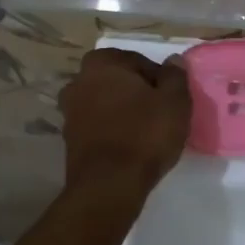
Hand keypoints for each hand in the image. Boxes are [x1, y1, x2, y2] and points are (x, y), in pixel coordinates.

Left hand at [58, 48, 191, 197]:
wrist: (109, 185)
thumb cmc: (145, 135)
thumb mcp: (175, 102)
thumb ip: (175, 76)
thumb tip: (173, 60)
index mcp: (102, 63)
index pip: (139, 62)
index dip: (159, 80)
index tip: (172, 99)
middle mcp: (79, 81)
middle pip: (119, 82)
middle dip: (138, 94)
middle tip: (160, 114)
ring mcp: (69, 111)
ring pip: (106, 104)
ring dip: (123, 112)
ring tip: (146, 133)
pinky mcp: (69, 139)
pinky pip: (98, 126)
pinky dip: (112, 131)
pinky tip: (130, 146)